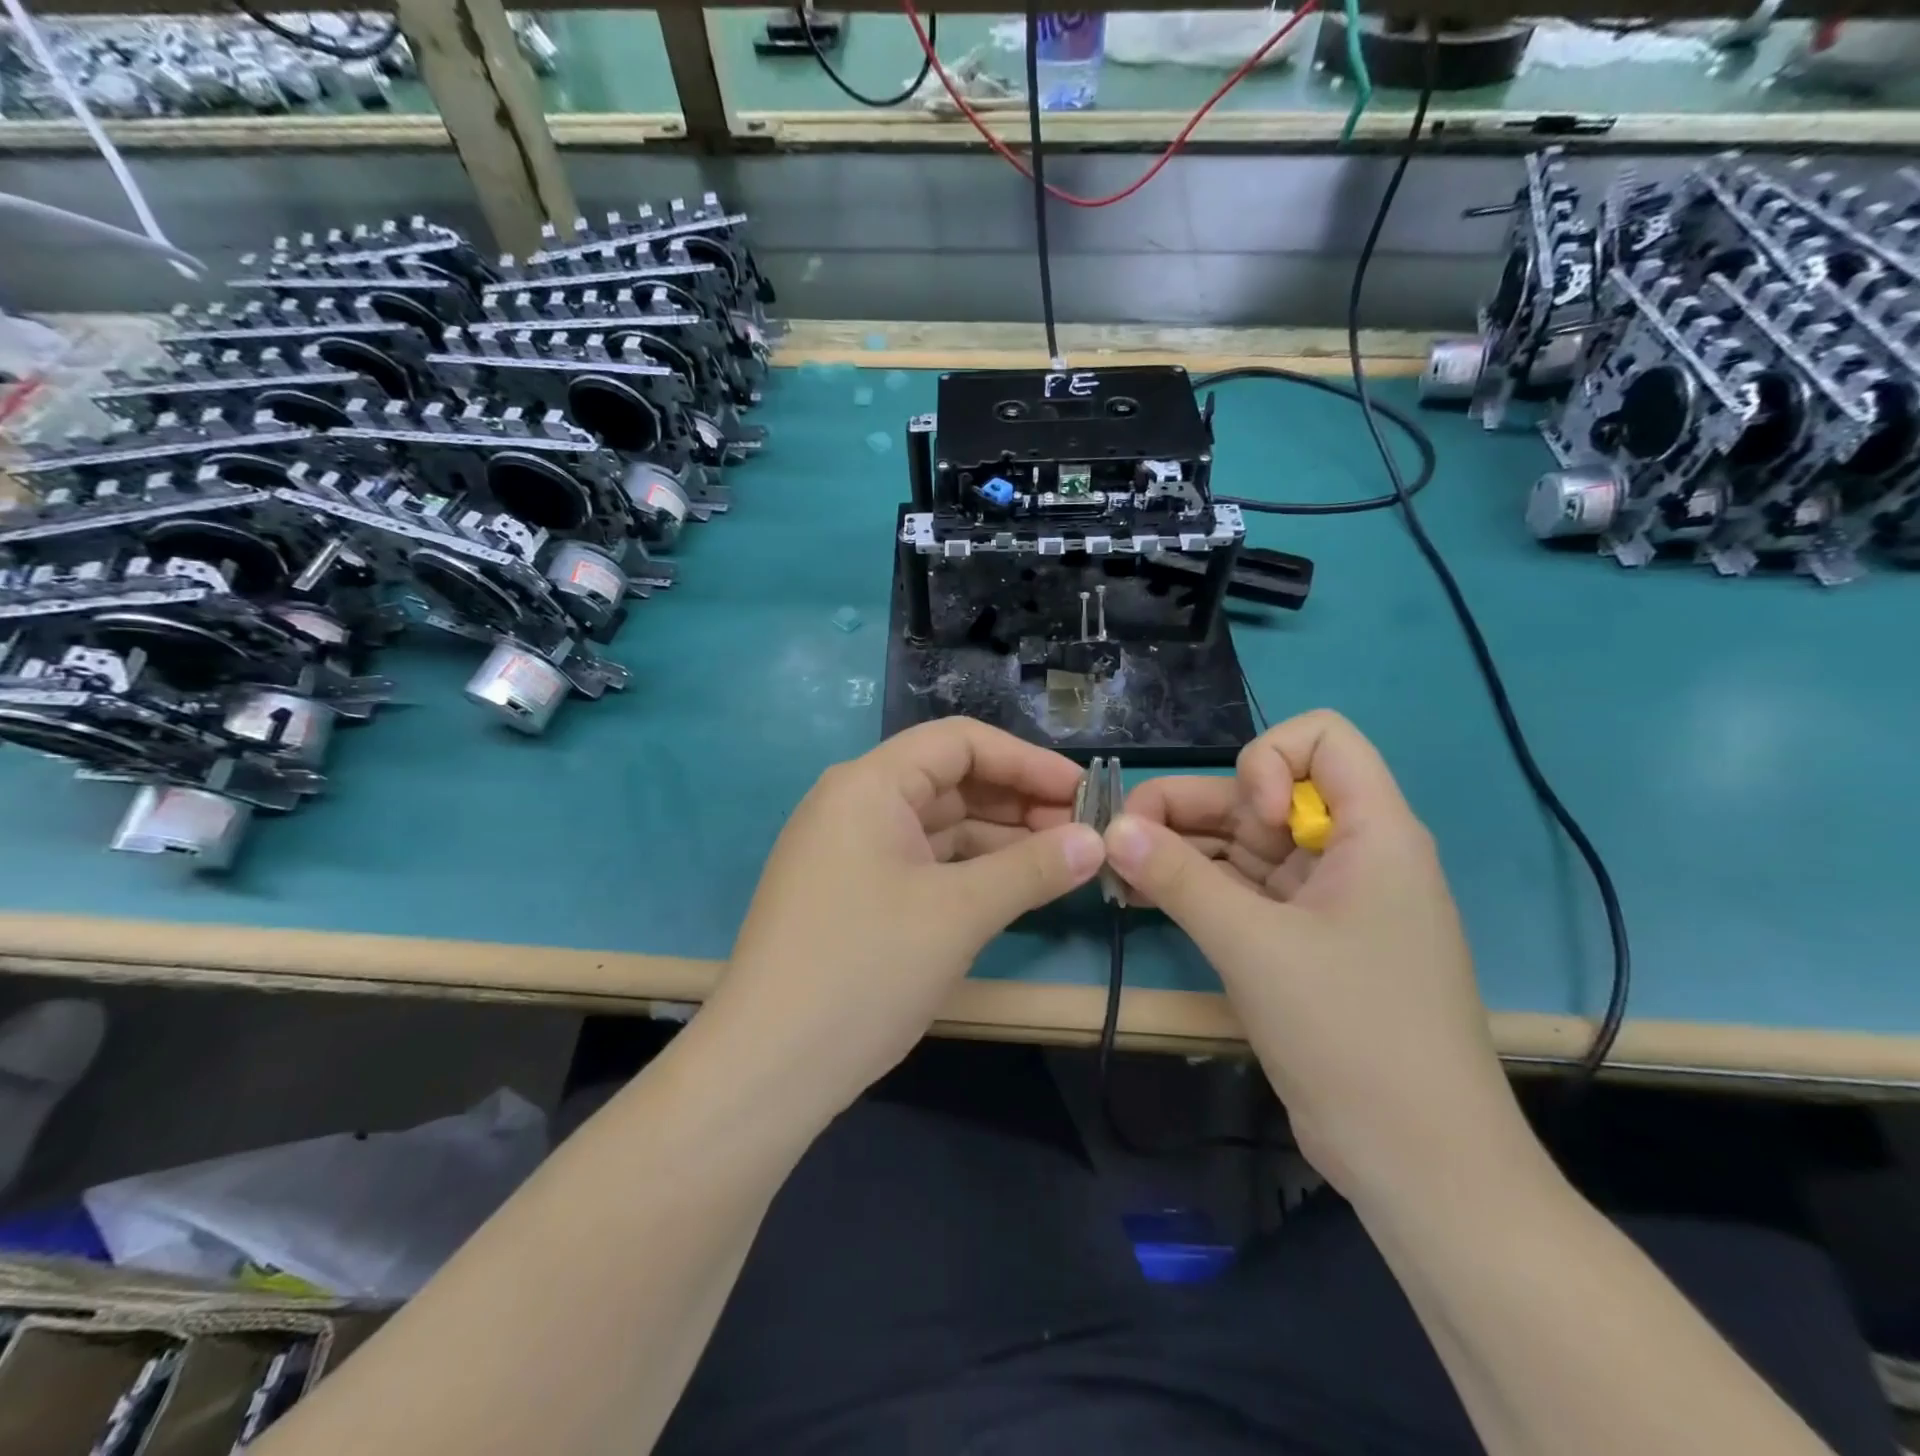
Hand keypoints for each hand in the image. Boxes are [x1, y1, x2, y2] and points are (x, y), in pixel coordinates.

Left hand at [706, 717, 1105, 1119]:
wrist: (768, 1069)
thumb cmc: (865, 970)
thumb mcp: (959, 914)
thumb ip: (1033, 868)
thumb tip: (1098, 839)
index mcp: (869, 785)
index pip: (959, 742)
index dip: (1026, 760)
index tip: (1083, 790)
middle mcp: (855, 804)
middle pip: (950, 781)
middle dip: (1018, 802)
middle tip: (1082, 832)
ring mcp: (850, 851)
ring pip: (939, 826)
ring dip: (1000, 839)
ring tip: (1063, 860)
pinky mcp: (853, 894)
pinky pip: (923, 863)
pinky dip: (970, 870)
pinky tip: (1015, 887)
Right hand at [1106, 710, 1529, 1203]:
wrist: (1417, 1162)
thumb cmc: (1353, 1033)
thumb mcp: (1256, 947)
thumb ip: (1178, 878)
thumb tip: (1111, 828)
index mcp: (1373, 833)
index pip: (1321, 737)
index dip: (1269, 761)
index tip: (1251, 820)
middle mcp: (1348, 853)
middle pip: (1260, 793)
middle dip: (1189, 806)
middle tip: (1119, 836)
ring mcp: (1321, 900)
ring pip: (1241, 844)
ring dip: (1179, 848)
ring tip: (1116, 868)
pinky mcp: (1298, 941)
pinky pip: (1238, 891)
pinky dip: (1192, 887)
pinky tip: (1139, 894)